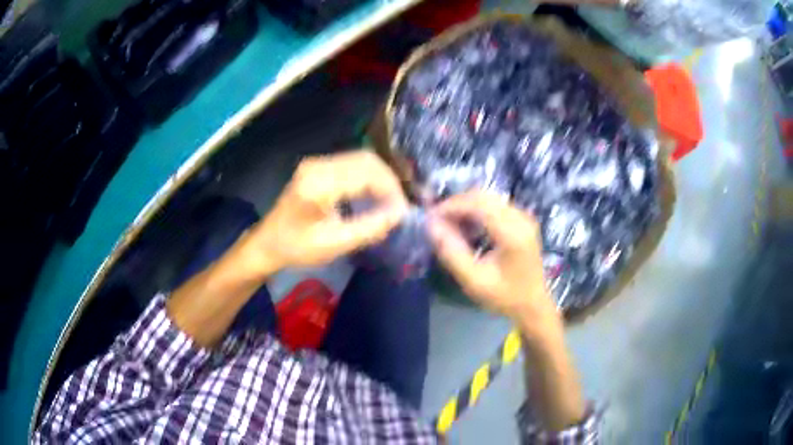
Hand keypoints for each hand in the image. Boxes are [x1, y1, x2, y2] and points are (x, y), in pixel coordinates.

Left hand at [234, 151, 407, 278]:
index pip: (367, 174)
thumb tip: (398, 215)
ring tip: (390, 202)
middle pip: (366, 160)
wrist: (267, 243)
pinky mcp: (317, 167)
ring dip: (380, 178)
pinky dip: (368, 177)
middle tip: (398, 207)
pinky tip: (373, 195)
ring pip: (361, 159)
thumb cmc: (297, 247)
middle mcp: (318, 165)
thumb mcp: (334, 244)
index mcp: (319, 183)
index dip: (391, 191)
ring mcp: (317, 163)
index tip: (402, 213)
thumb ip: (368, 228)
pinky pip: (351, 164)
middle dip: (388, 181)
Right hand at [428, 191, 557, 326]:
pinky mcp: (523, 220)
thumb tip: (431, 226)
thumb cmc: (504, 297)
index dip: (451, 206)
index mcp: (512, 233)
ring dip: (466, 206)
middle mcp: (520, 218)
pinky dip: (477, 210)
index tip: (431, 218)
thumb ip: (452, 253)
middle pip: (483, 196)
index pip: (478, 204)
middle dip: (457, 204)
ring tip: (449, 225)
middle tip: (438, 221)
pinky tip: (467, 227)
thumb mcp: (474, 281)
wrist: (533, 305)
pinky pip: (495, 205)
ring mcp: (524, 217)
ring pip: (488, 198)